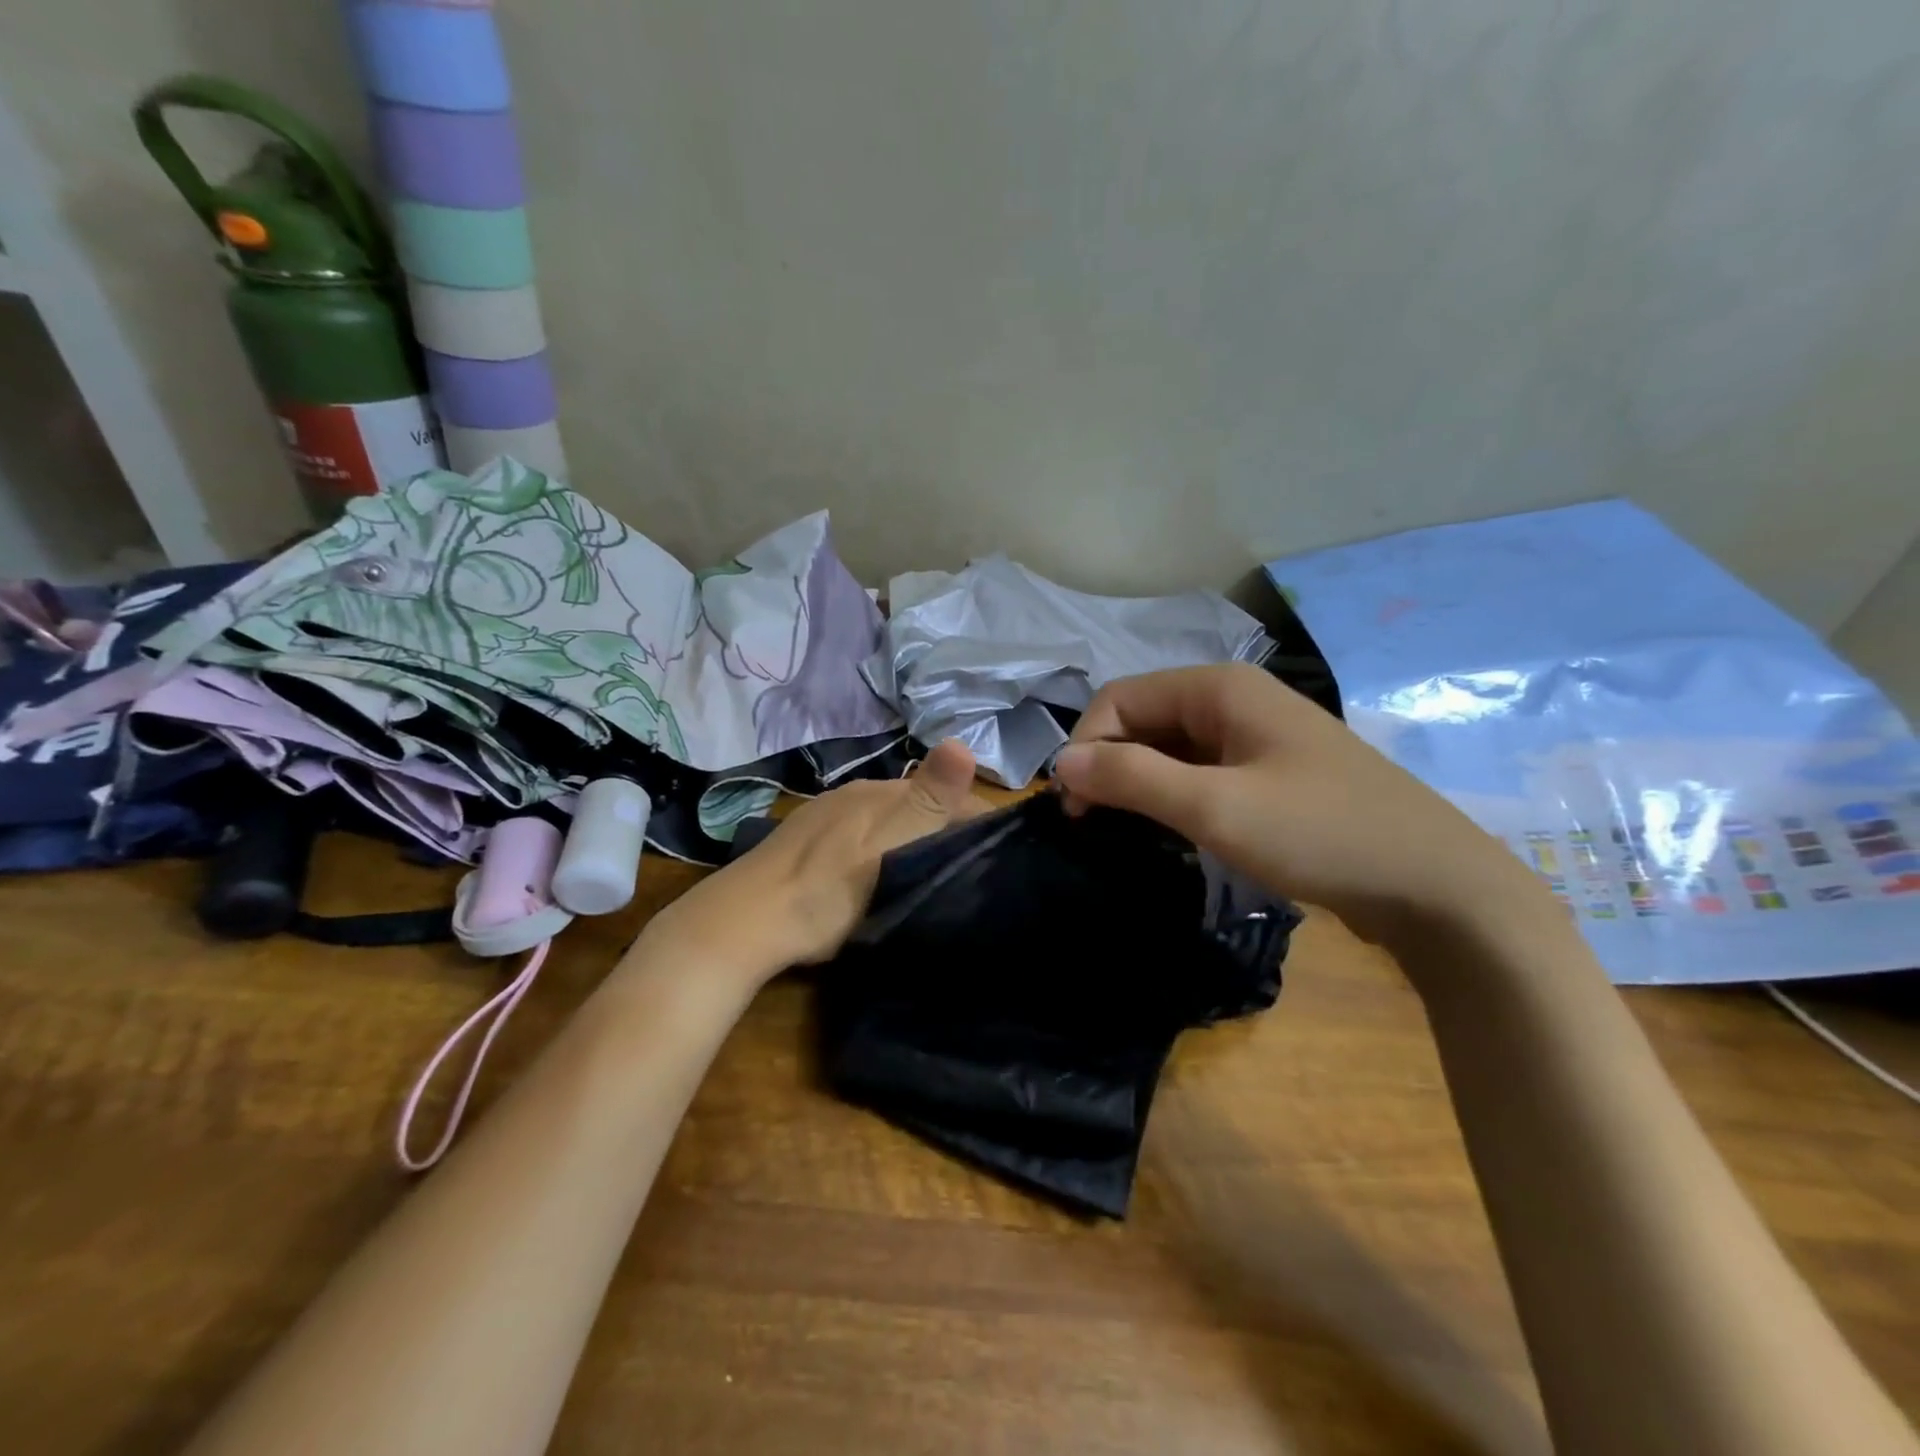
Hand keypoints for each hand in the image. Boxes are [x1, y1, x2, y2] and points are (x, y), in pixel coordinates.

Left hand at [640, 740, 987, 985]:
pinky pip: (862, 836)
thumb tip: (962, 741)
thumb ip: (927, 801)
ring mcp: (827, 816)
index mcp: (879, 793)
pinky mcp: (807, 840)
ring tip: (932, 877)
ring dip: (916, 840)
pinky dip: (884, 850)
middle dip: (948, 830)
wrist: (742, 923)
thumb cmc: (826, 892)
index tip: (1001, 856)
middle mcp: (855, 794)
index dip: (979, 820)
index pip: (947, 794)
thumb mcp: (887, 850)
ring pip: (889, 821)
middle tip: (970, 872)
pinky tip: (879, 876)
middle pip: (918, 805)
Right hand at [1053, 664, 1545, 945]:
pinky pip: (1200, 771)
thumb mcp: (1216, 808)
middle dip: (1109, 765)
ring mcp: (1255, 736)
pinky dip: (1172, 796)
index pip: (1120, 698)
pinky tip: (1171, 831)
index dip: (1086, 746)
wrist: (1437, 886)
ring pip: (1170, 747)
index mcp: (1219, 688)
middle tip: (1093, 826)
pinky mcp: (1270, 772)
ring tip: (1125, 833)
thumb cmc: (1321, 834)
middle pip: (1143, 719)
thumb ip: (1132, 778)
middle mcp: (1234, 698)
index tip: (1075, 809)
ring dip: (1138, 783)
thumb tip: (1060, 763)